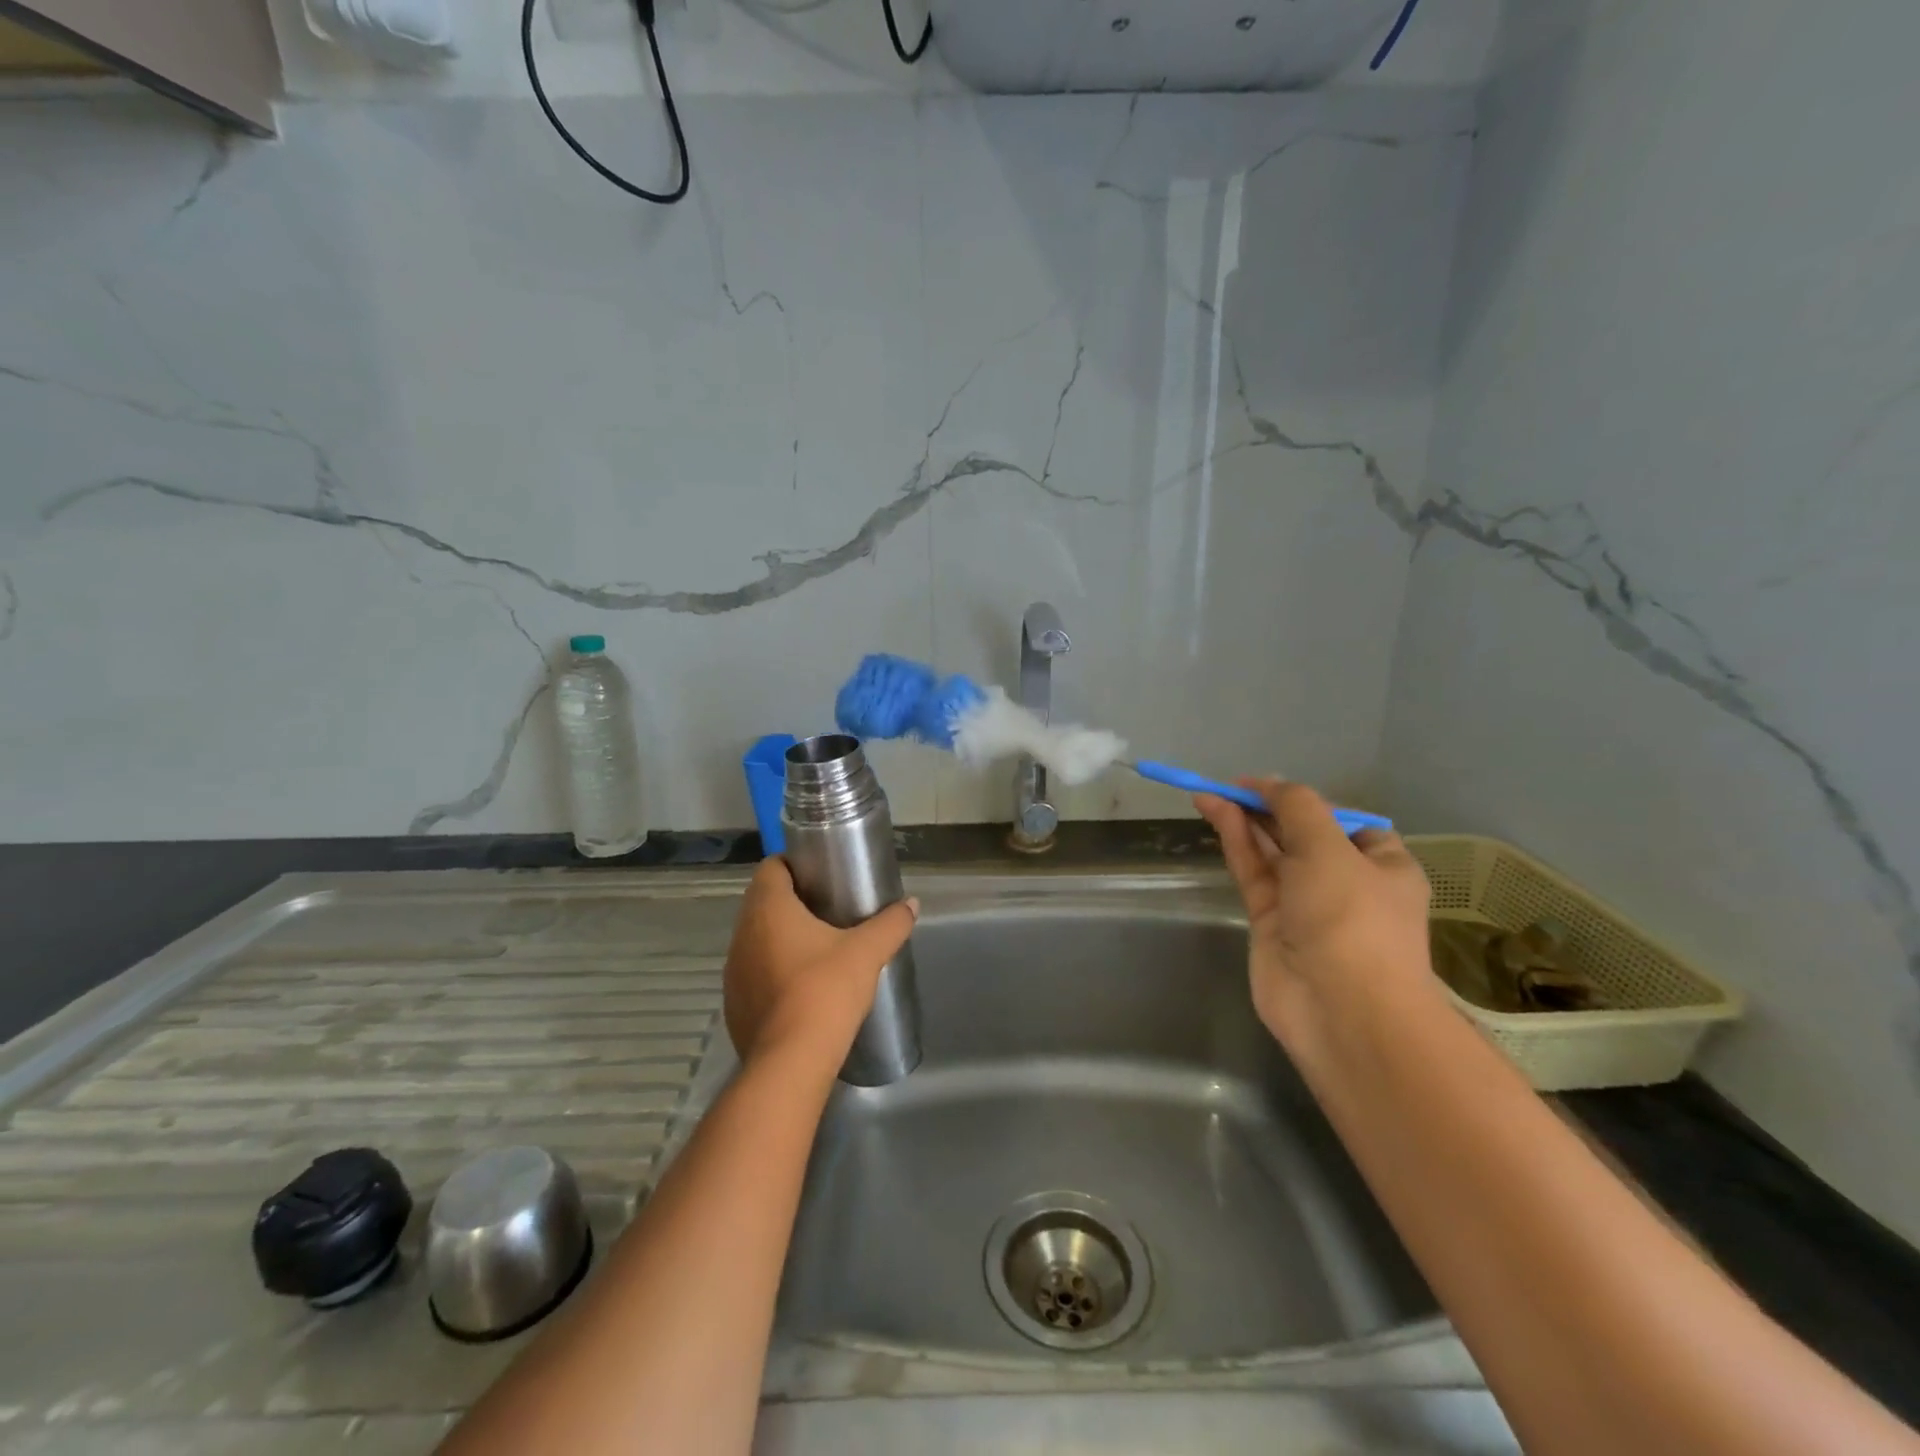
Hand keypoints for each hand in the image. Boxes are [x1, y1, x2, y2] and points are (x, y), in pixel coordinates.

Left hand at [722, 858, 918, 1073]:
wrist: (791, 1061)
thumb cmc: (825, 991)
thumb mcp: (867, 952)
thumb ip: (890, 923)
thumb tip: (912, 904)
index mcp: (768, 909)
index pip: (771, 867)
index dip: (794, 864)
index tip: (821, 873)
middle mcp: (743, 934)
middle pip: (762, 902)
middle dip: (791, 900)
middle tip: (828, 908)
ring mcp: (733, 971)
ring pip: (756, 939)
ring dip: (779, 937)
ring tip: (816, 947)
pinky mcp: (735, 1004)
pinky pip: (753, 973)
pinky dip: (772, 971)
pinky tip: (800, 987)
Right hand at [1195, 779, 1433, 1046]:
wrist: (1341, 1010)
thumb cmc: (1351, 919)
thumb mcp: (1330, 848)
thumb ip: (1296, 807)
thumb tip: (1268, 783)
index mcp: (1383, 865)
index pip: (1344, 821)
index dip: (1305, 799)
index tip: (1268, 786)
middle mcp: (1346, 882)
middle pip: (1301, 834)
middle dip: (1267, 808)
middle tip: (1229, 786)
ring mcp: (1305, 905)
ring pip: (1271, 852)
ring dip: (1244, 821)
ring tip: (1209, 793)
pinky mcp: (1270, 922)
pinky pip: (1253, 872)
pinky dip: (1235, 842)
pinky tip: (1216, 814)